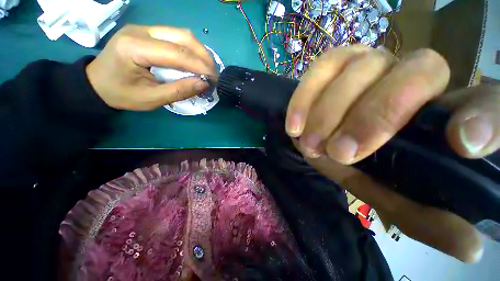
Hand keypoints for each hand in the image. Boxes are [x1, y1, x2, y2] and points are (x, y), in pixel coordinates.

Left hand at [86, 25, 215, 110]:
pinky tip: (196, 62)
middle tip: (213, 74)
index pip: (177, 53)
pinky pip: (176, 36)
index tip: (213, 80)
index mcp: (134, 48)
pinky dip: (191, 50)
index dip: (200, 66)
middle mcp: (140, 31)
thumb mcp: (151, 99)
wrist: (97, 83)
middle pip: (182, 37)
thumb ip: (179, 91)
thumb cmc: (121, 94)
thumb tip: (204, 85)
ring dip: (199, 52)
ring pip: (182, 34)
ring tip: (207, 69)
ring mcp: (145, 29)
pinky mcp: (149, 32)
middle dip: (203, 56)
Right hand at [286, 45, 499, 262]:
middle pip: (411, 74)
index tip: (463, 144)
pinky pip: (320, 69)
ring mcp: (368, 61)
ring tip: (310, 143)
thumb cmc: (365, 162)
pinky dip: (303, 99)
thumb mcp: (394, 191)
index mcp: (441, 111)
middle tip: (339, 152)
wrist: (328, 134)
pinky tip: (294, 125)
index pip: (487, 102)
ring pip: (357, 69)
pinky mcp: (333, 62)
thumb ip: (427, 214)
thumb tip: (469, 249)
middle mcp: (411, 73)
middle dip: (372, 117)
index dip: (483, 118)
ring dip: (328, 112)